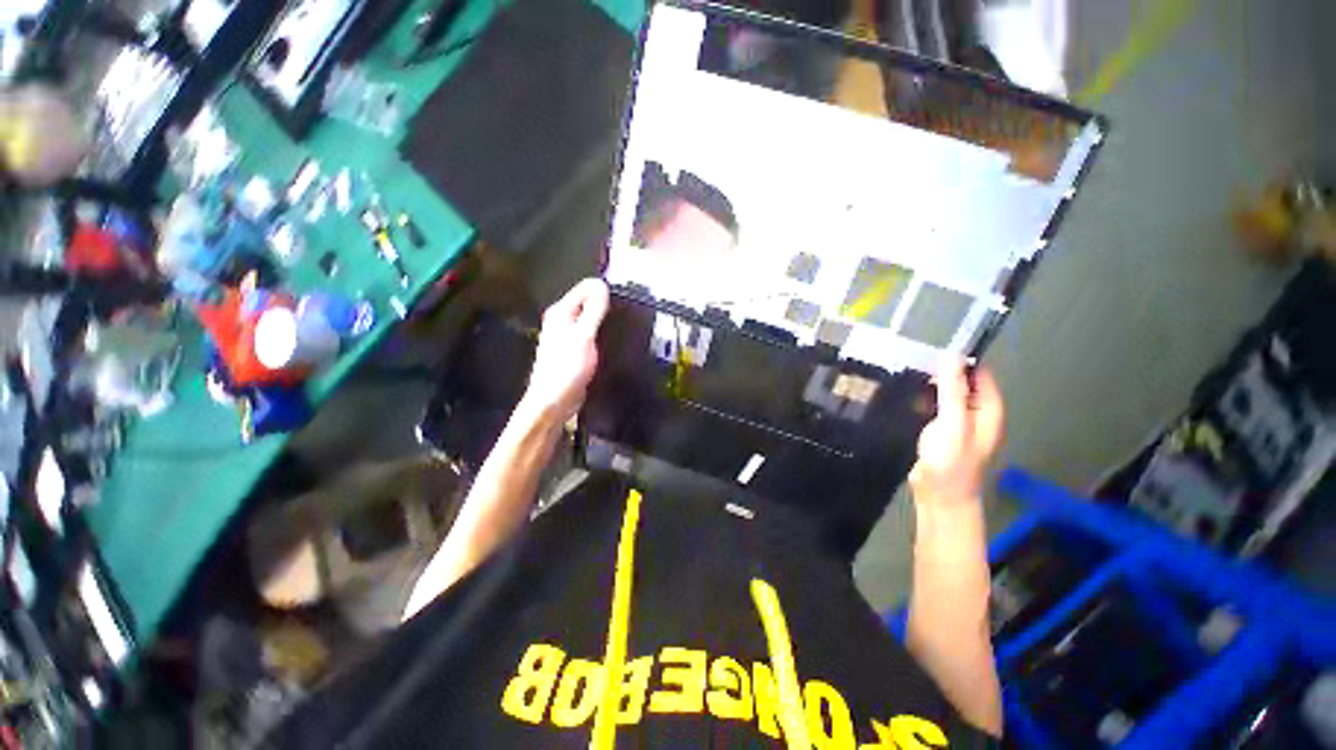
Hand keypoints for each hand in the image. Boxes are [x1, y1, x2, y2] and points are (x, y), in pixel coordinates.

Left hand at [521, 279, 609, 423]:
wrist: (555, 402)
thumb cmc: (566, 369)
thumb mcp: (583, 336)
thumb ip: (593, 310)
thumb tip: (601, 285)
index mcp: (561, 312)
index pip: (586, 288)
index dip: (604, 291)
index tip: (621, 303)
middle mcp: (563, 320)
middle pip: (589, 302)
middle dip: (607, 306)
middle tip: (625, 316)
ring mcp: (569, 336)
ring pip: (592, 319)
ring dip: (605, 321)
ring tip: (621, 328)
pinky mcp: (576, 350)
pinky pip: (592, 335)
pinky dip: (602, 335)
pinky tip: (613, 343)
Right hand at [910, 360, 1004, 506]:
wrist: (939, 494)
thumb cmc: (951, 459)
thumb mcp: (953, 421)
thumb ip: (952, 389)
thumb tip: (951, 355)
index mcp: (988, 408)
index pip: (979, 373)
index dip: (960, 360)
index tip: (933, 350)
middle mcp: (975, 412)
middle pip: (960, 382)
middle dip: (940, 372)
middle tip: (912, 361)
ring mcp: (956, 421)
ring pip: (943, 394)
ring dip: (929, 385)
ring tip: (904, 373)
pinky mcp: (938, 430)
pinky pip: (932, 407)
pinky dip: (921, 399)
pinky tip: (903, 394)